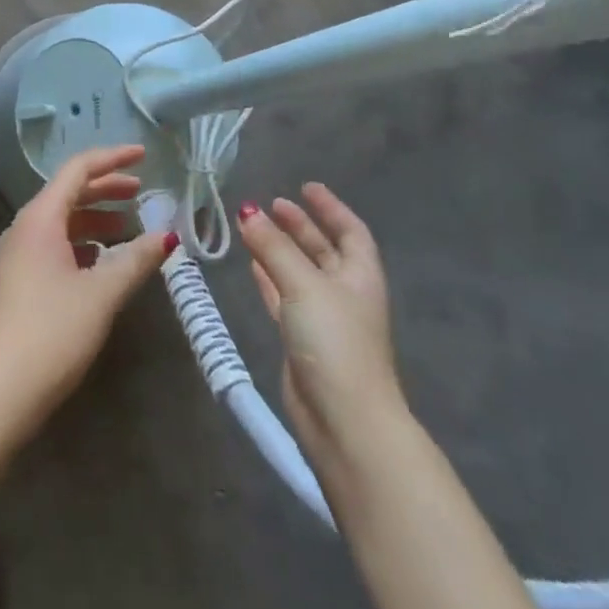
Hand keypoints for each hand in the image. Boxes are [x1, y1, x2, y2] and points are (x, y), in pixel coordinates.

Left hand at [0, 145, 174, 436]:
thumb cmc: (50, 333)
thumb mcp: (101, 294)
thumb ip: (136, 260)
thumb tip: (168, 235)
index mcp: (40, 218)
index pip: (78, 170)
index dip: (112, 158)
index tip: (144, 155)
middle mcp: (24, 228)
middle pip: (69, 193)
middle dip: (106, 189)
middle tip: (142, 193)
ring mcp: (16, 256)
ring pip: (61, 222)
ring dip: (95, 220)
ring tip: (128, 232)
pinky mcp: (16, 282)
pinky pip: (53, 246)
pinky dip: (81, 244)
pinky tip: (101, 265)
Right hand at [239, 183, 406, 471]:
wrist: (344, 422)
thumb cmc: (335, 341)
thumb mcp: (303, 284)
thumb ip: (273, 247)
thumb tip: (248, 211)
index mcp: (360, 275)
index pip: (350, 231)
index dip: (330, 207)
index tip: (306, 187)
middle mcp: (345, 293)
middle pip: (323, 250)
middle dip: (300, 226)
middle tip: (271, 204)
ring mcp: (324, 319)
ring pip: (300, 273)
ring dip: (280, 250)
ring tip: (253, 226)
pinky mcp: (302, 342)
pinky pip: (284, 298)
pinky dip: (269, 278)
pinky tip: (251, 264)